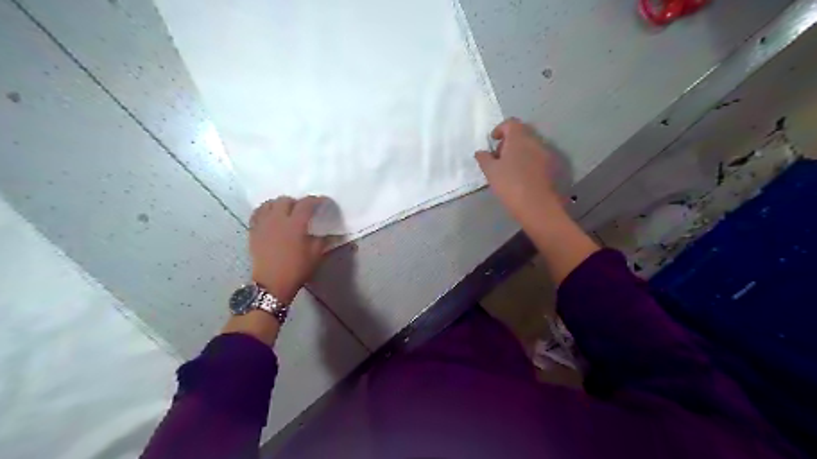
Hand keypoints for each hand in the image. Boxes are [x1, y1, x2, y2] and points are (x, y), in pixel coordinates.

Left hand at [250, 195, 327, 301]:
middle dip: (297, 202)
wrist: (272, 283)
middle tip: (304, 210)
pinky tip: (271, 216)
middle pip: (286, 200)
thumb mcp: (316, 255)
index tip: (323, 202)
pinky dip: (265, 211)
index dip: (317, 200)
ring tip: (286, 212)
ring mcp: (263, 224)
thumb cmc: (296, 269)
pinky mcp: (254, 230)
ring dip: (280, 204)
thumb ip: (323, 240)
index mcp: (295, 224)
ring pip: (270, 203)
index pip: (307, 204)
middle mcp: (278, 219)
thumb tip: (330, 233)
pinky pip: (258, 213)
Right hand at [477, 118, 566, 224]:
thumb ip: (484, 158)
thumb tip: (481, 152)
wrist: (538, 206)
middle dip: (509, 141)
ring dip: (520, 152)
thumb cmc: (510, 185)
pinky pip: (538, 158)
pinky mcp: (553, 167)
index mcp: (519, 138)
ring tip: (509, 169)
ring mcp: (546, 154)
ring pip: (531, 146)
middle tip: (499, 157)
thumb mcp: (491, 172)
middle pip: (522, 133)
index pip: (511, 123)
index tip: (493, 141)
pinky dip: (529, 162)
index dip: (500, 129)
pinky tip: (522, 177)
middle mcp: (535, 141)